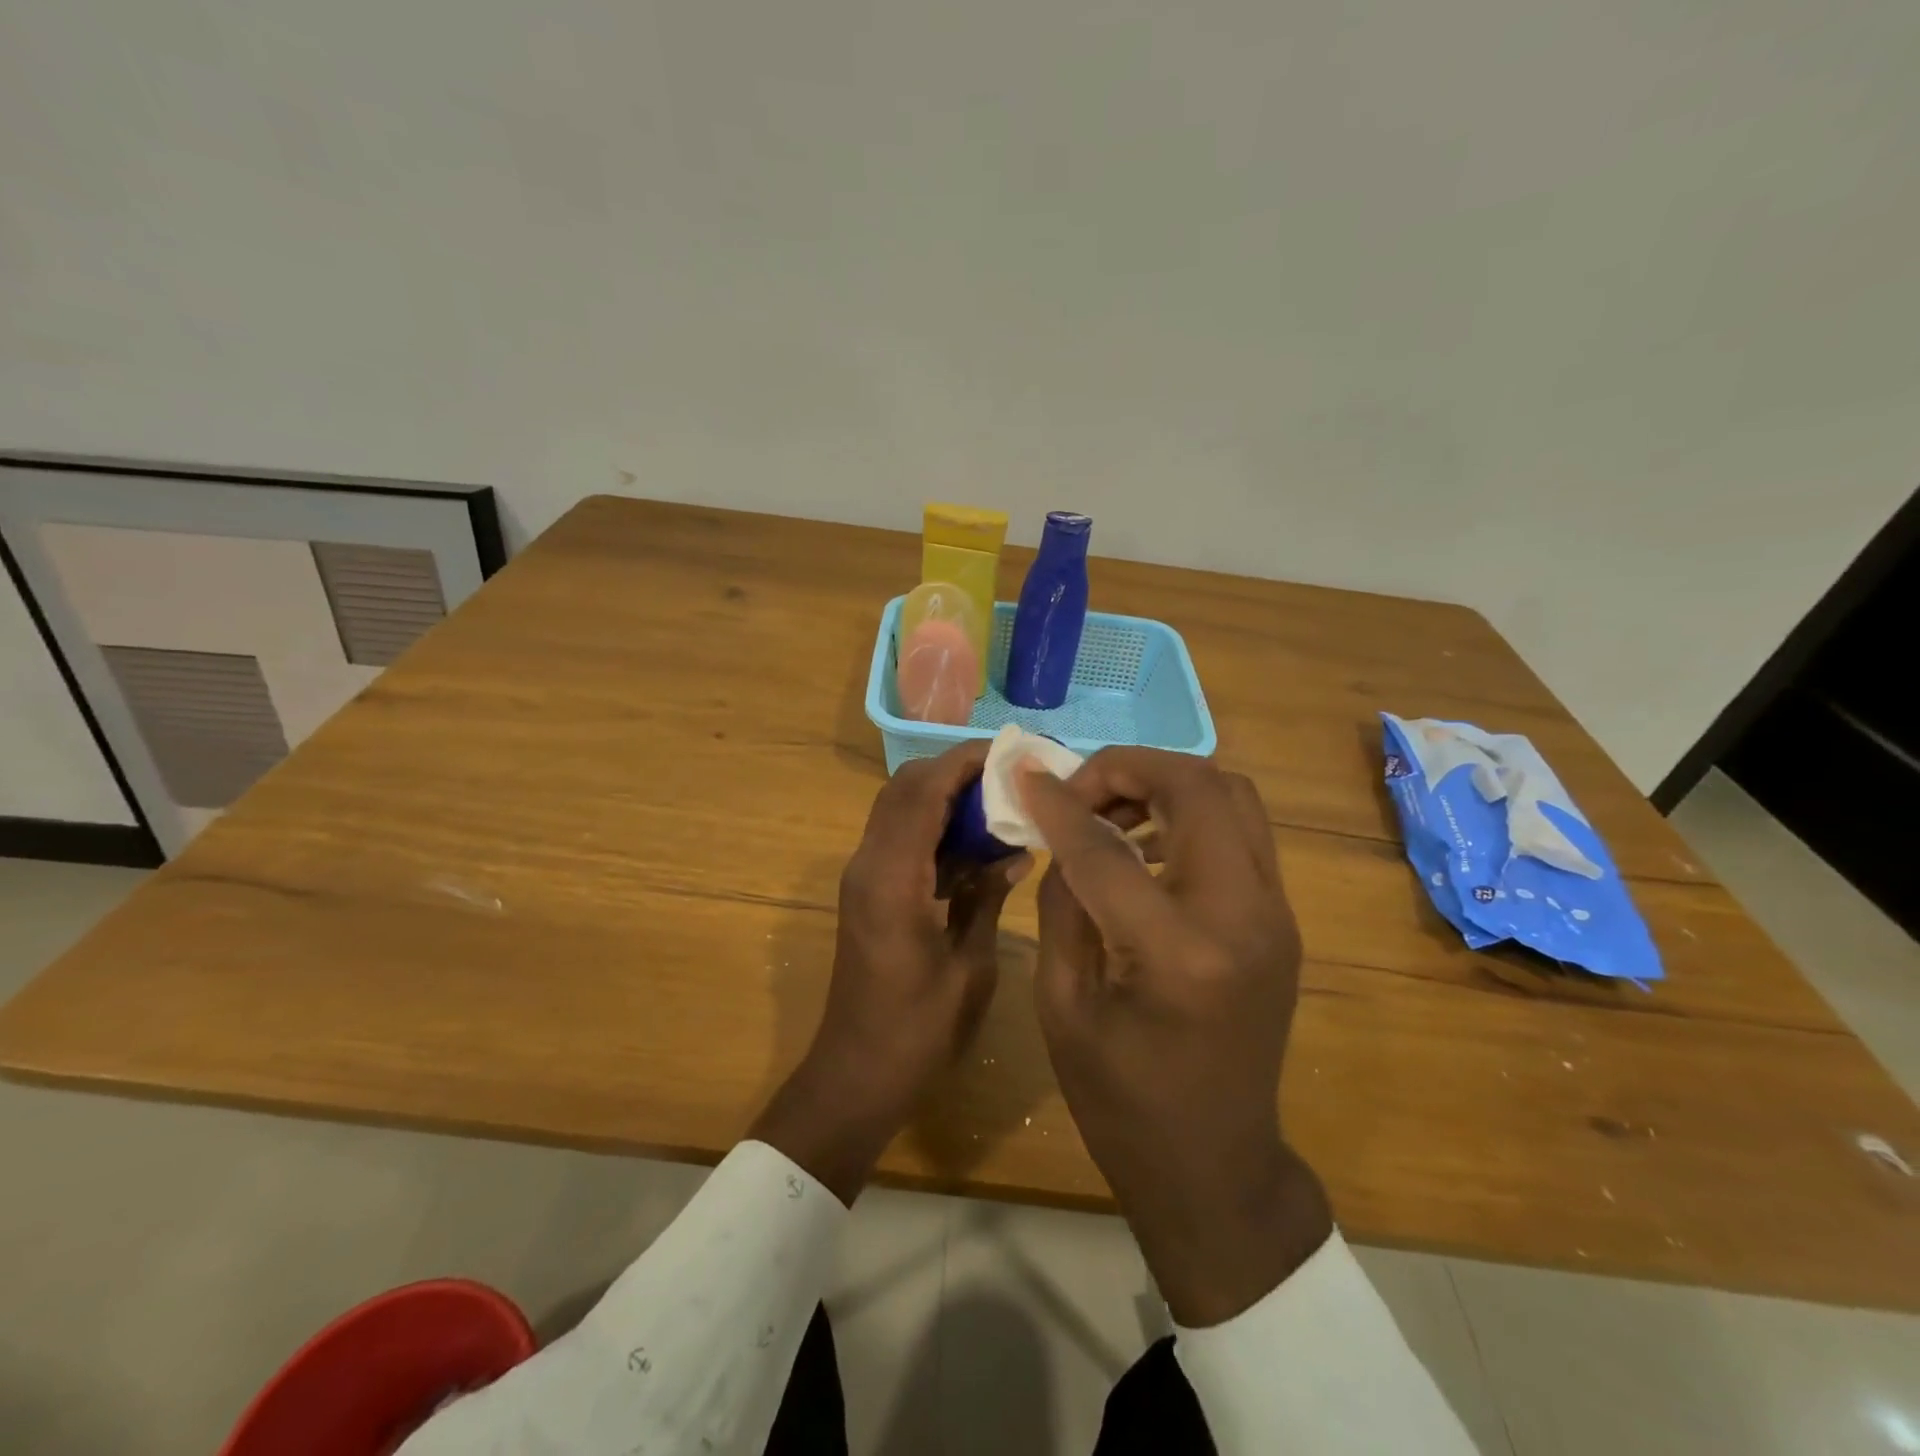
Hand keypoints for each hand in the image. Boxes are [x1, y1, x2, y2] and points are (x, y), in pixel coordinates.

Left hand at [752, 742, 1028, 1204]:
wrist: (856, 1074)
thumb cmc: (918, 1030)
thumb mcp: (969, 966)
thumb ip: (987, 897)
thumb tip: (1014, 851)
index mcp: (892, 877)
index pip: (924, 791)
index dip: (966, 762)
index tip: (1011, 753)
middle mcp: (868, 864)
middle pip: (905, 788)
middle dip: (955, 771)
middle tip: (1009, 778)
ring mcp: (863, 877)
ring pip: (900, 808)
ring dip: (945, 796)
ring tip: (1000, 803)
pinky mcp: (867, 892)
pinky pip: (900, 837)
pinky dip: (935, 826)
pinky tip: (977, 844)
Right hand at [1019, 749, 1332, 1326]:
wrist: (1217, 1167)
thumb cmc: (1122, 1102)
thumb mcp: (1064, 1004)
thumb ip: (1064, 902)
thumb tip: (1062, 832)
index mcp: (1180, 953)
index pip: (1108, 847)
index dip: (1058, 803)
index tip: (1023, 774)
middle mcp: (1245, 917)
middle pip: (1198, 787)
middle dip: (1128, 768)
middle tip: (1077, 791)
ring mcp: (1276, 914)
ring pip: (1232, 795)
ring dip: (1165, 783)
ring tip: (1108, 810)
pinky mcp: (1281, 918)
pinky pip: (1240, 831)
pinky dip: (1190, 813)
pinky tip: (1144, 843)